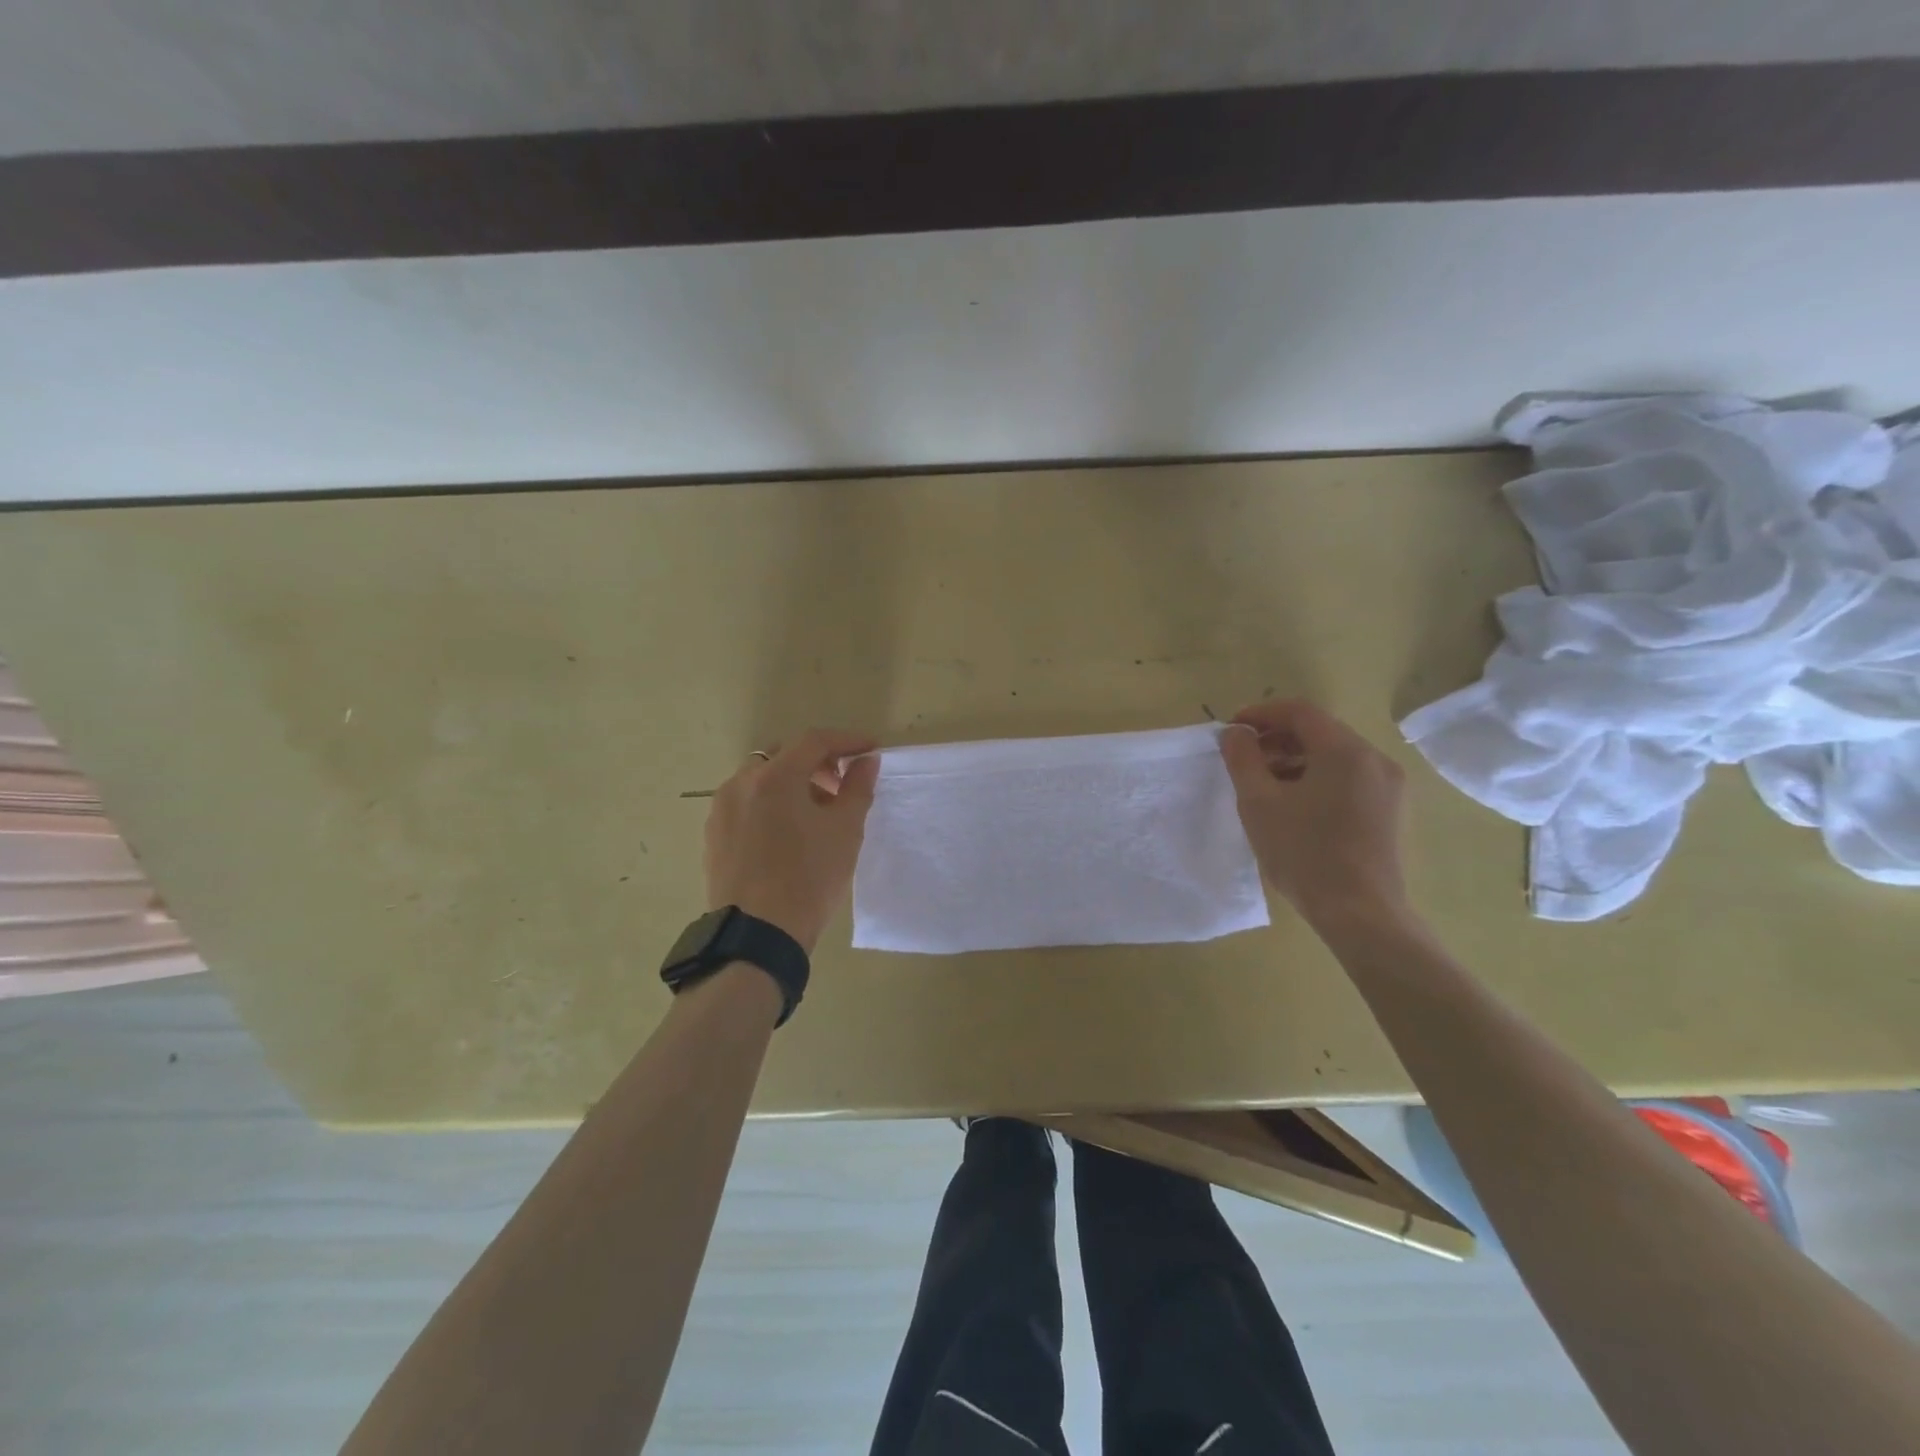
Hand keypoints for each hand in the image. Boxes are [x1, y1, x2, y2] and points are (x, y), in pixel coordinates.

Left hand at [703, 729, 880, 952]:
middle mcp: (740, 783)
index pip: (814, 741)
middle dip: (818, 763)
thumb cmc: (809, 879)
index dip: (847, 740)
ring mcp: (721, 810)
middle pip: (784, 756)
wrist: (758, 937)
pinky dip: (772, 804)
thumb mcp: (845, 832)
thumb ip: (857, 788)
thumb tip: (865, 761)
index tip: (871, 750)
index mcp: (773, 777)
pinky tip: (789, 834)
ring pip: (762, 780)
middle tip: (843, 785)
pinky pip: (747, 804)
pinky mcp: (714, 836)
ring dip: (793, 784)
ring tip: (817, 812)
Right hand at [1218, 699, 1407, 923]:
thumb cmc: (1304, 853)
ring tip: (1265, 784)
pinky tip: (1296, 806)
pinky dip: (1319, 779)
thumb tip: (1235, 733)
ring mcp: (1389, 787)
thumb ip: (1243, 759)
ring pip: (1336, 757)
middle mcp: (1375, 759)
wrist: (1360, 913)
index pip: (1300, 712)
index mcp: (1345, 751)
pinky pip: (1350, 779)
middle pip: (1320, 732)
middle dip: (1278, 738)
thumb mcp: (1259, 803)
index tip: (1232, 730)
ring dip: (1296, 760)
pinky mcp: (1392, 812)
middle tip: (1245, 758)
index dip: (1261, 714)